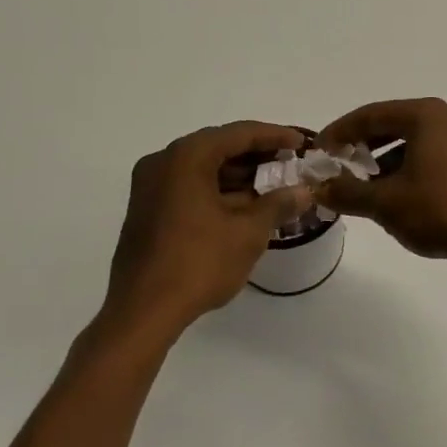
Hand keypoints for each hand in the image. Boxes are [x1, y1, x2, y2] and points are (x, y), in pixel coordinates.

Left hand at [104, 121, 313, 345]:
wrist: (142, 312)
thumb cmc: (198, 263)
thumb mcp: (248, 232)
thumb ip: (278, 204)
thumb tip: (304, 192)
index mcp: (186, 157)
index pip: (238, 134)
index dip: (274, 136)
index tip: (301, 144)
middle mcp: (163, 162)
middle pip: (218, 147)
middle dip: (256, 156)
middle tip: (290, 165)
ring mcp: (150, 186)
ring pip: (203, 168)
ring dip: (238, 176)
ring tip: (274, 187)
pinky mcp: (147, 210)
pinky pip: (189, 187)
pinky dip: (218, 191)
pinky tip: (245, 206)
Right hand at [316, 98, 446, 273]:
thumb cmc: (440, 212)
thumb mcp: (385, 203)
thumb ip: (347, 192)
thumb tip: (318, 189)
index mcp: (428, 116)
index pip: (372, 114)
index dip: (341, 131)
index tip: (319, 150)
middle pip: (395, 124)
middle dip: (364, 145)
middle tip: (339, 165)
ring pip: (416, 143)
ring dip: (386, 161)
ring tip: (364, 186)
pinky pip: (435, 158)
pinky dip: (411, 169)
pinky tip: (397, 196)